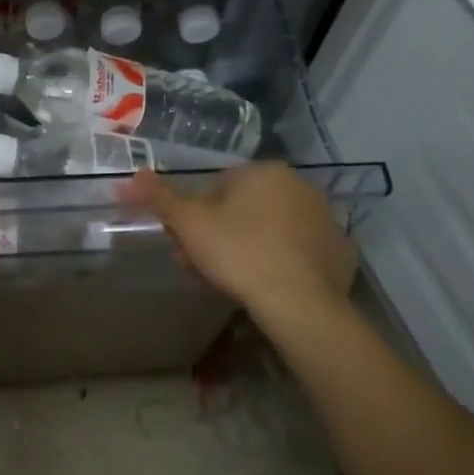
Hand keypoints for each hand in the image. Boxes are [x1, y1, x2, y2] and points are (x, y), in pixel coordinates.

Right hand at [126, 164, 356, 329]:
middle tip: (198, 265)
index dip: (192, 216)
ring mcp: (325, 218)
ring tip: (228, 280)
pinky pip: (299, 251)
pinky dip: (282, 262)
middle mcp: (299, 186)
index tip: (181, 243)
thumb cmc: (238, 252)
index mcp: (263, 171)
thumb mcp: (188, 223)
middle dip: (217, 233)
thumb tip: (133, 175)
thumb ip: (159, 197)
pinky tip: (267, 284)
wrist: (299, 303)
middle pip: (242, 208)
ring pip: (270, 229)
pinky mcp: (340, 251)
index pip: (215, 187)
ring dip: (246, 247)